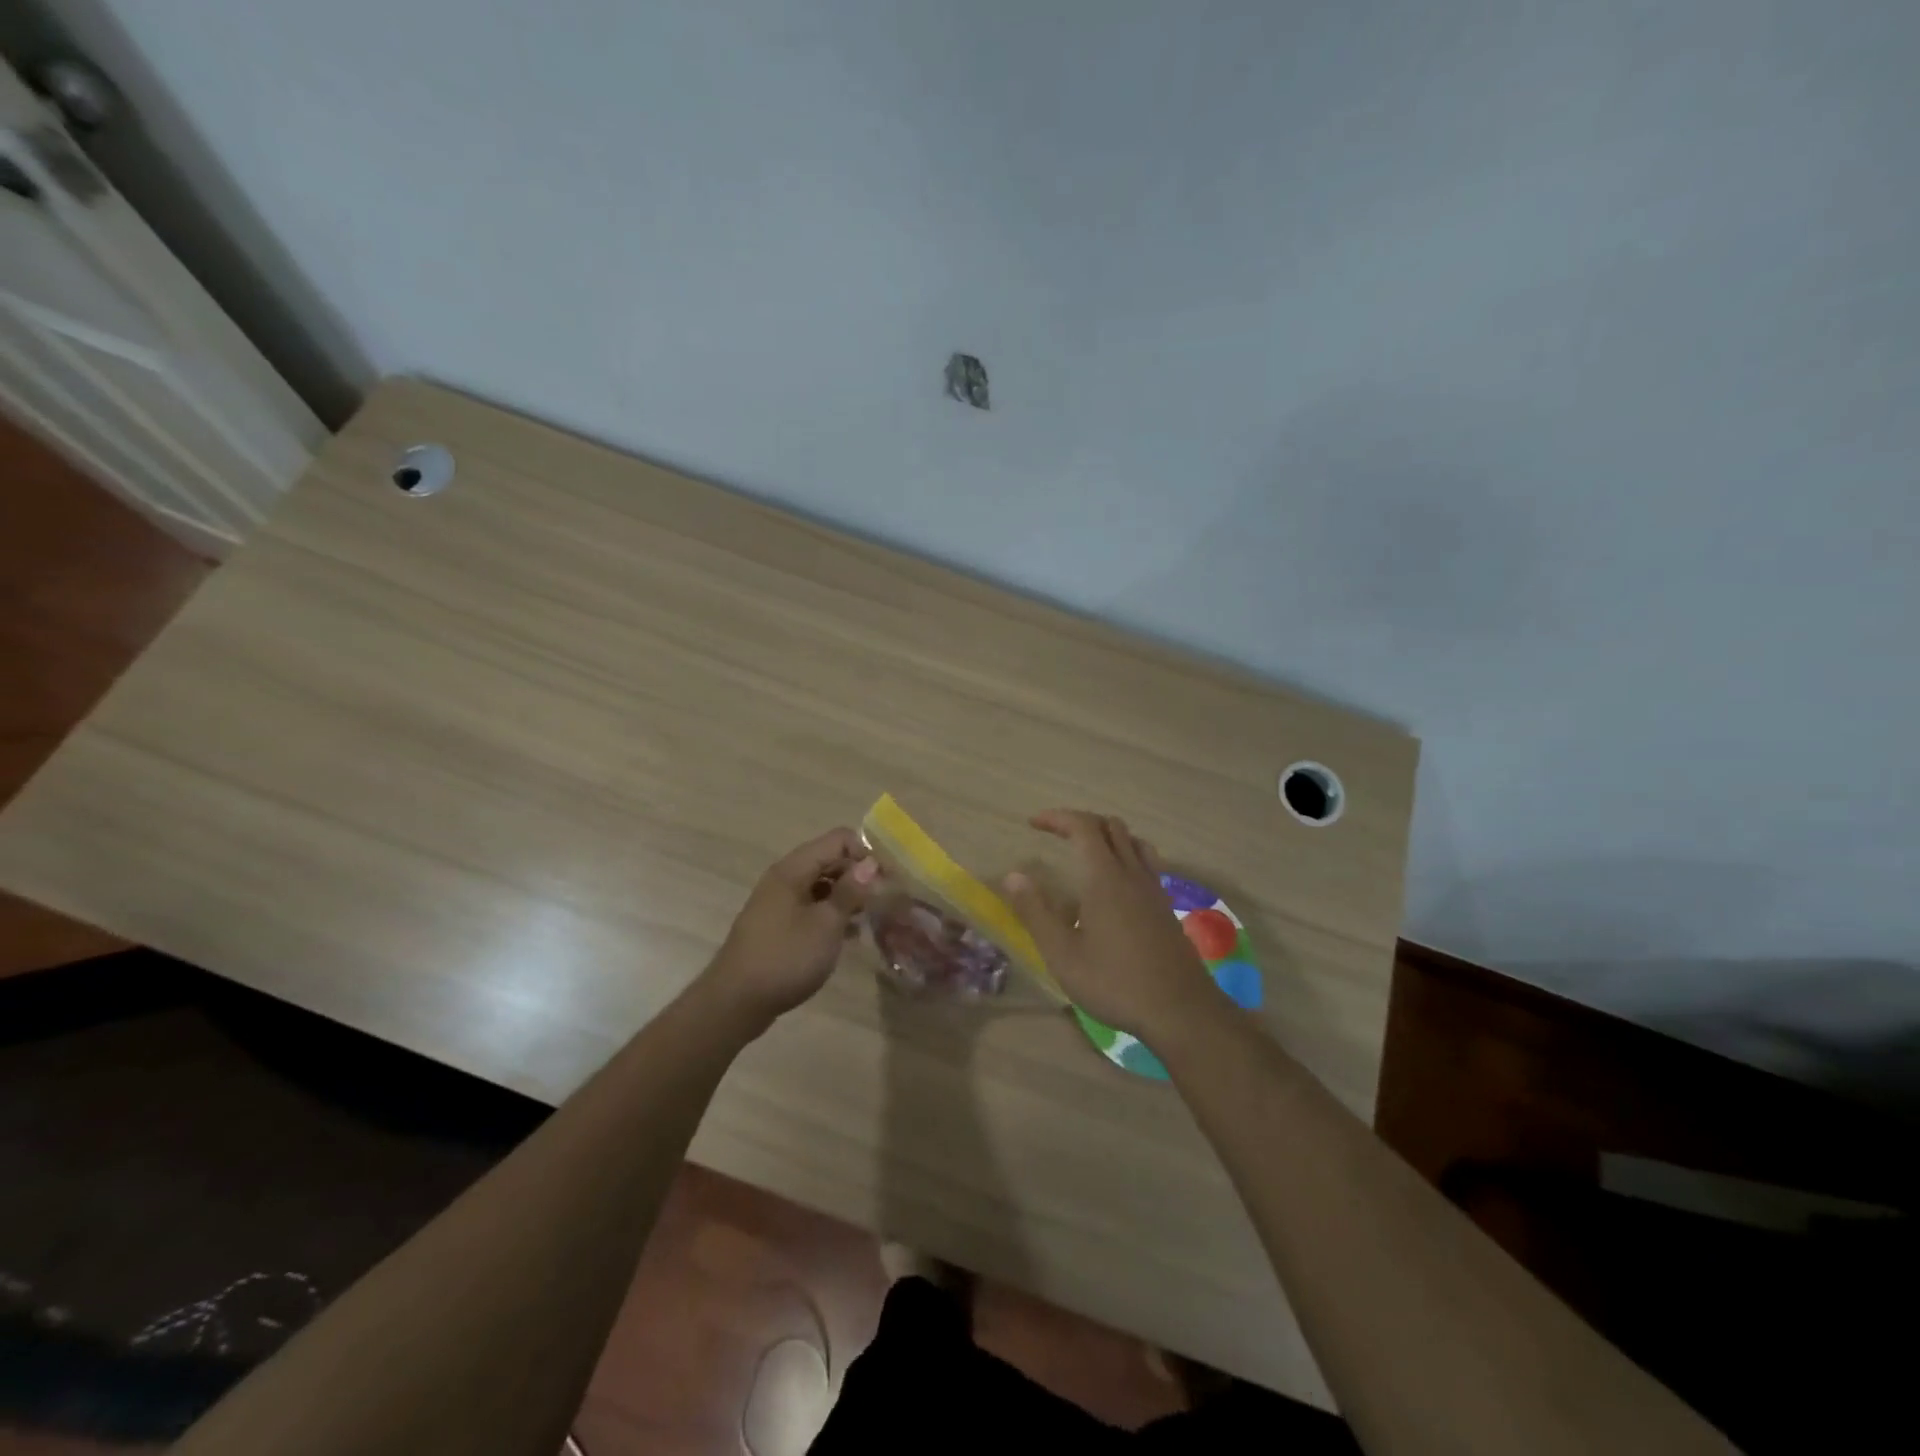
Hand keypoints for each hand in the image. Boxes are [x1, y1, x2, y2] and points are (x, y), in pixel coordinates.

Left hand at [703, 828, 877, 1030]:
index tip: (886, 880)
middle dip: (858, 875)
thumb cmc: (785, 958)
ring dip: (846, 897)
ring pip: (821, 885)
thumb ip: (850, 891)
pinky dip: (830, 915)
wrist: (735, 1002)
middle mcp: (784, 878)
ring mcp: (778, 902)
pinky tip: (848, 937)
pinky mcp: (777, 925)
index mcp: (794, 869)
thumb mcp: (826, 924)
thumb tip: (871, 863)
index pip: (838, 839)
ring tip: (869, 919)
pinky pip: (810, 907)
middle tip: (882, 901)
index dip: (865, 853)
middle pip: (829, 859)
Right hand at [1001, 809, 1217, 1040]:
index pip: (1083, 827)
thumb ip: (1035, 912)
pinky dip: (1126, 854)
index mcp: (1104, 878)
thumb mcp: (1062, 954)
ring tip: (1086, 850)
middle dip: (1080, 821)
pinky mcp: (1166, 906)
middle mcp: (1132, 873)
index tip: (1034, 823)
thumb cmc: (1114, 982)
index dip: (1057, 818)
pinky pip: (1147, 862)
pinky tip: (1116, 882)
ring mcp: (1154, 888)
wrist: (1180, 1010)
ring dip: (1107, 835)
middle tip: (1055, 834)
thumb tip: (1012, 876)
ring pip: (1133, 841)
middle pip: (1110, 826)